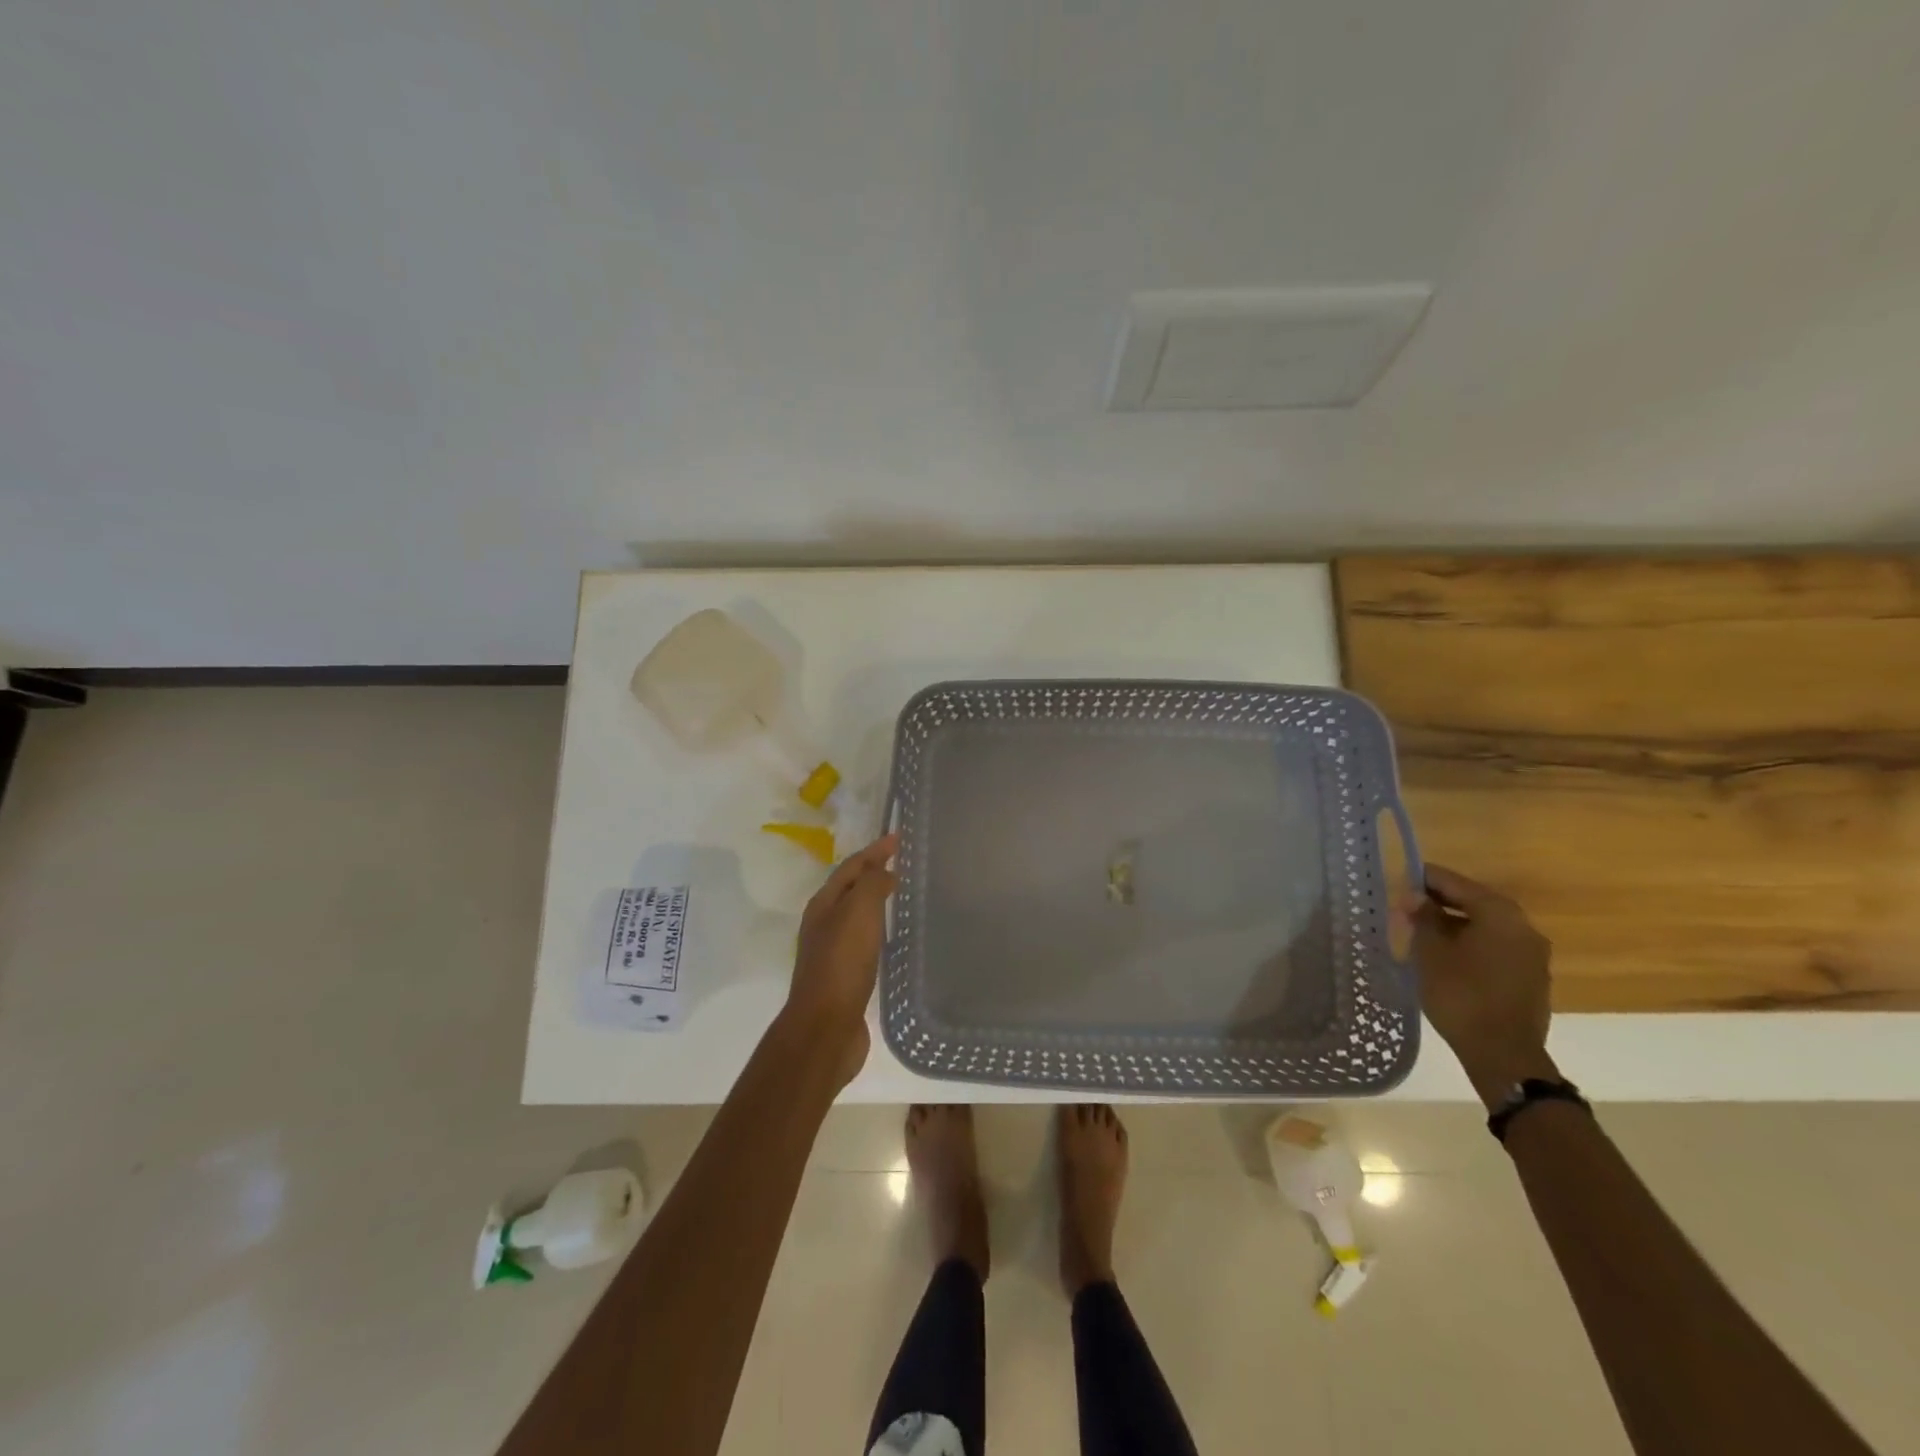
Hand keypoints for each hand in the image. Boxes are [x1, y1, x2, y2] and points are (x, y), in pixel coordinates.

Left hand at [782, 833, 897, 1083]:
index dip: (875, 851)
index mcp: (823, 905)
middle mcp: (823, 924)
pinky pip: (865, 941)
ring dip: (876, 902)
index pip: (851, 868)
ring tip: (903, 896)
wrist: (826, 1027)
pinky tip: (894, 939)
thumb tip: (885, 872)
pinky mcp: (845, 977)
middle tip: (904, 864)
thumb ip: (872, 884)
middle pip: (851, 889)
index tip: (899, 839)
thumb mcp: (858, 913)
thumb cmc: (842, 964)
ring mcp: (832, 952)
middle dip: (874, 873)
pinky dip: (879, 930)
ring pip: (857, 916)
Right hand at [1408, 864, 1556, 1108]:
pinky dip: (1469, 944)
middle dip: (1439, 902)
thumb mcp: (1431, 952)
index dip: (1423, 879)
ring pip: (1485, 926)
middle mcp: (1523, 926)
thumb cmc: (1461, 994)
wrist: (1503, 1055)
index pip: (1454, 882)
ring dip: (1454, 924)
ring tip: (1420, 932)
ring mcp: (1531, 954)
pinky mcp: (1530, 977)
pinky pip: (1494, 947)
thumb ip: (1423, 918)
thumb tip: (1416, 897)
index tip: (1396, 880)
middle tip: (1405, 907)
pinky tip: (1445, 956)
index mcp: (1500, 913)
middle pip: (1474, 902)